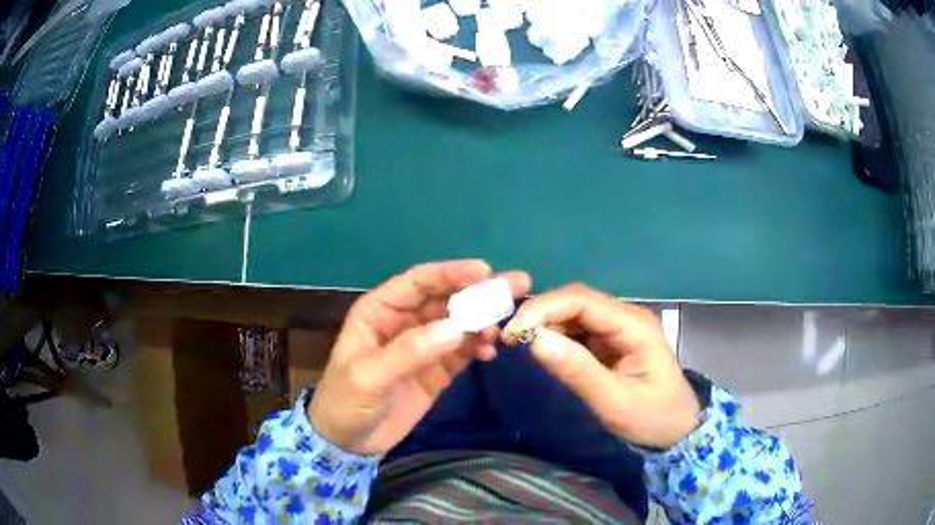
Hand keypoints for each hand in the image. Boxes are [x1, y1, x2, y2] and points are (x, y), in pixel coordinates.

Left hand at [308, 260, 530, 455]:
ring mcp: (424, 345)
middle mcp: (405, 321)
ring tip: (503, 329)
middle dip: (479, 292)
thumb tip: (456, 328)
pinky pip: (464, 350)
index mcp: (380, 310)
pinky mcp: (438, 369)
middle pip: (446, 299)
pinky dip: (479, 347)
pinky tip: (491, 352)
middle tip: (517, 286)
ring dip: (483, 321)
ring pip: (460, 323)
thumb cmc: (346, 401)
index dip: (451, 273)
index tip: (485, 272)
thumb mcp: (369, 376)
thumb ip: (410, 351)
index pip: (419, 282)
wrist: (349, 442)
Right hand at [503, 284, 699, 449]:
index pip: (582, 301)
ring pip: (574, 312)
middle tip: (508, 338)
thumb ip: (578, 371)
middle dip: (540, 314)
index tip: (511, 332)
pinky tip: (541, 348)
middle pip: (576, 301)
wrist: (678, 430)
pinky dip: (555, 335)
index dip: (543, 309)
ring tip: (518, 343)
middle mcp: (625, 316)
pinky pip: (578, 329)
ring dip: (545, 323)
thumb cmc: (652, 418)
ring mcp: (618, 327)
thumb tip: (534, 340)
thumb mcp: (615, 402)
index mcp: (633, 325)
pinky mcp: (611, 341)